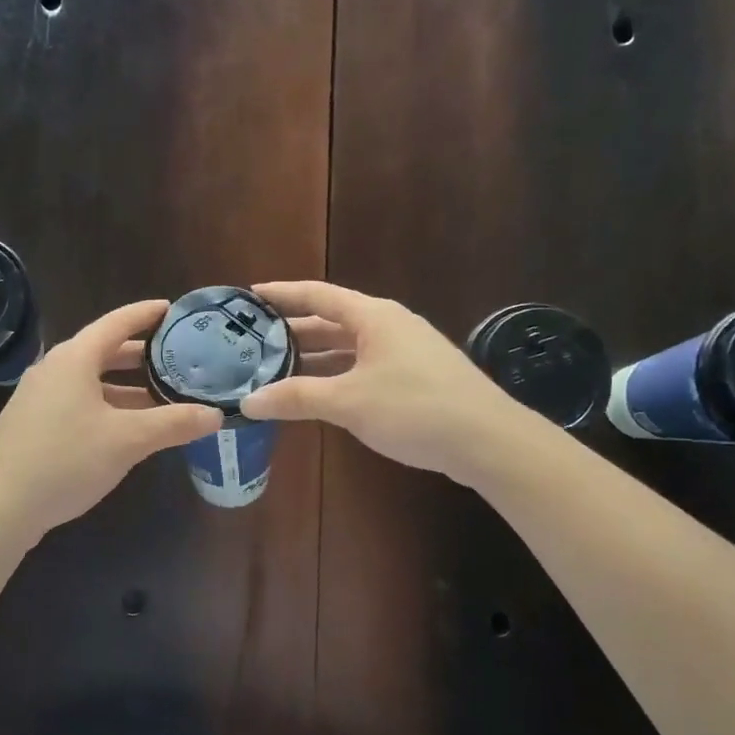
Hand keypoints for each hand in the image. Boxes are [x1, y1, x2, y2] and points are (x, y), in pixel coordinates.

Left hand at [0, 300, 222, 538]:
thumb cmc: (66, 460)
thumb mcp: (128, 440)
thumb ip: (173, 424)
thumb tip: (215, 415)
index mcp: (75, 359)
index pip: (117, 323)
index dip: (146, 314)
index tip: (173, 309)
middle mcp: (54, 369)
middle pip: (104, 352)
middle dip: (142, 355)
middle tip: (177, 357)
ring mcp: (39, 398)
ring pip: (92, 381)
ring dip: (126, 387)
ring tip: (161, 397)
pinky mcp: (33, 424)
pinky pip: (78, 402)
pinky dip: (107, 406)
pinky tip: (127, 428)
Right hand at [240, 281, 520, 486]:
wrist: (487, 440)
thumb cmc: (415, 408)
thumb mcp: (349, 402)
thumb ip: (297, 398)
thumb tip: (248, 402)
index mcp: (373, 317)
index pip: (318, 295)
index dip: (283, 294)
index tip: (249, 296)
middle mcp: (389, 326)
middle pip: (331, 321)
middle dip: (294, 331)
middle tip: (254, 342)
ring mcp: (405, 352)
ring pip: (348, 348)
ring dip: (314, 358)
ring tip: (276, 369)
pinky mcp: (415, 378)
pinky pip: (364, 368)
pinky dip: (337, 376)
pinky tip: (319, 395)